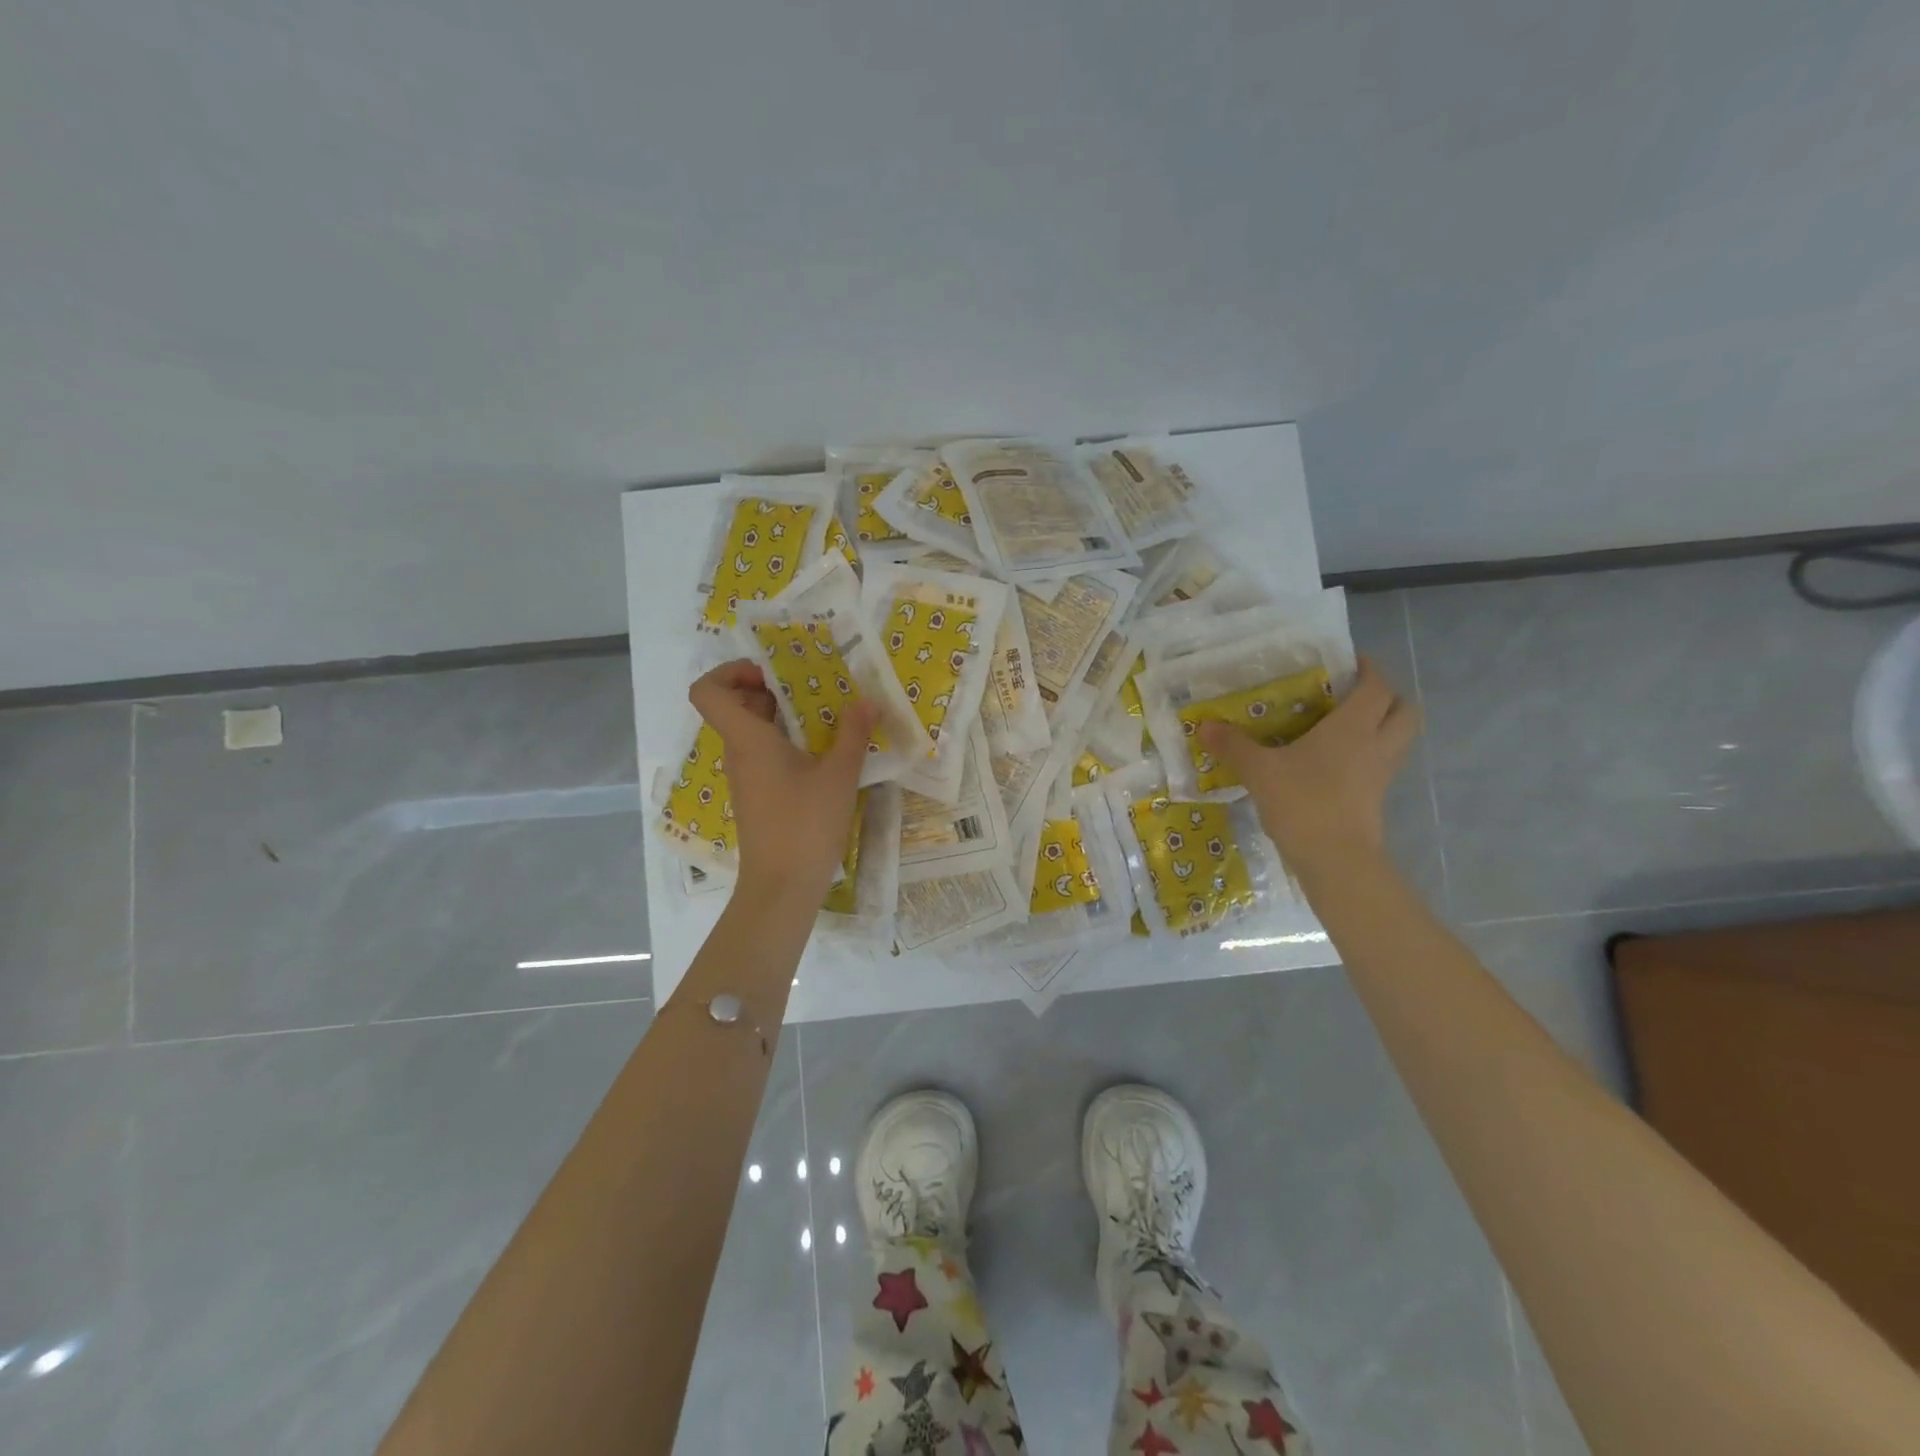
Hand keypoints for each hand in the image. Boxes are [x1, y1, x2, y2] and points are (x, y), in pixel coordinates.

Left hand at [688, 660, 878, 905]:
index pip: (708, 691)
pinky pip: (763, 756)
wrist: (782, 887)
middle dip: (769, 689)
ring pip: (751, 732)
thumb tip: (866, 700)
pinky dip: (785, 743)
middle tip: (811, 687)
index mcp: (748, 740)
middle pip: (734, 706)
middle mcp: (738, 754)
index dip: (729, 671)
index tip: (770, 674)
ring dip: (781, 717)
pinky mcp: (758, 797)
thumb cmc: (805, 825)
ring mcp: (746, 778)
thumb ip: (853, 733)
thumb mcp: (839, 775)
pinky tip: (822, 753)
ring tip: (825, 716)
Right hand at [1198, 657, 1419, 875]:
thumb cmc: (1303, 802)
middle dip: (1387, 697)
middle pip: (1405, 710)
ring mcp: (1380, 775)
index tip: (1350, 663)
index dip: (1370, 670)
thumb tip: (1204, 726)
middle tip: (1354, 695)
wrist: (1335, 860)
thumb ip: (1233, 746)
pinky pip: (1381, 765)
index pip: (1377, 686)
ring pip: (1398, 739)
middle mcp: (1376, 745)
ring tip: (1344, 727)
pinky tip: (1335, 764)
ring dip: (1382, 726)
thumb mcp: (1259, 770)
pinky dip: (1368, 756)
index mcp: (1354, 727)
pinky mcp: (1375, 800)